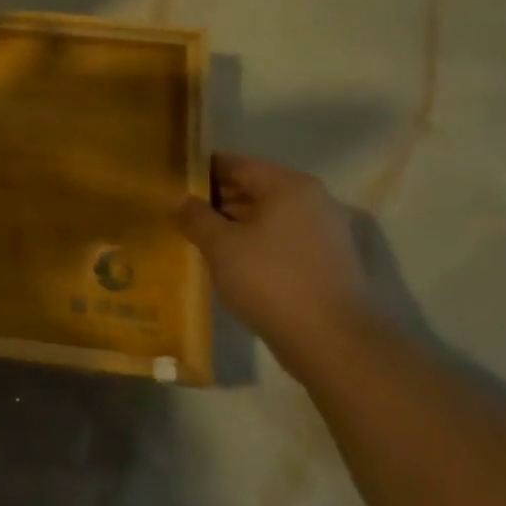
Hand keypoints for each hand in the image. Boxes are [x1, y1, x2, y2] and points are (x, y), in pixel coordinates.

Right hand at [174, 153, 378, 361]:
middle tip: (180, 216)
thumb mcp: (221, 247)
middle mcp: (312, 200)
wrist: (332, 342)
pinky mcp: (328, 262)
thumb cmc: (271, 281)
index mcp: (289, 186)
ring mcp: (324, 232)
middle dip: (217, 201)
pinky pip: (282, 241)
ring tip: (200, 241)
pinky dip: (256, 245)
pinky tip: (231, 264)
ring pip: (268, 217)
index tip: (172, 184)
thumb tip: (178, 200)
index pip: (236, 164)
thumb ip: (196, 218)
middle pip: (254, 189)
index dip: (201, 172)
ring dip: (235, 226)